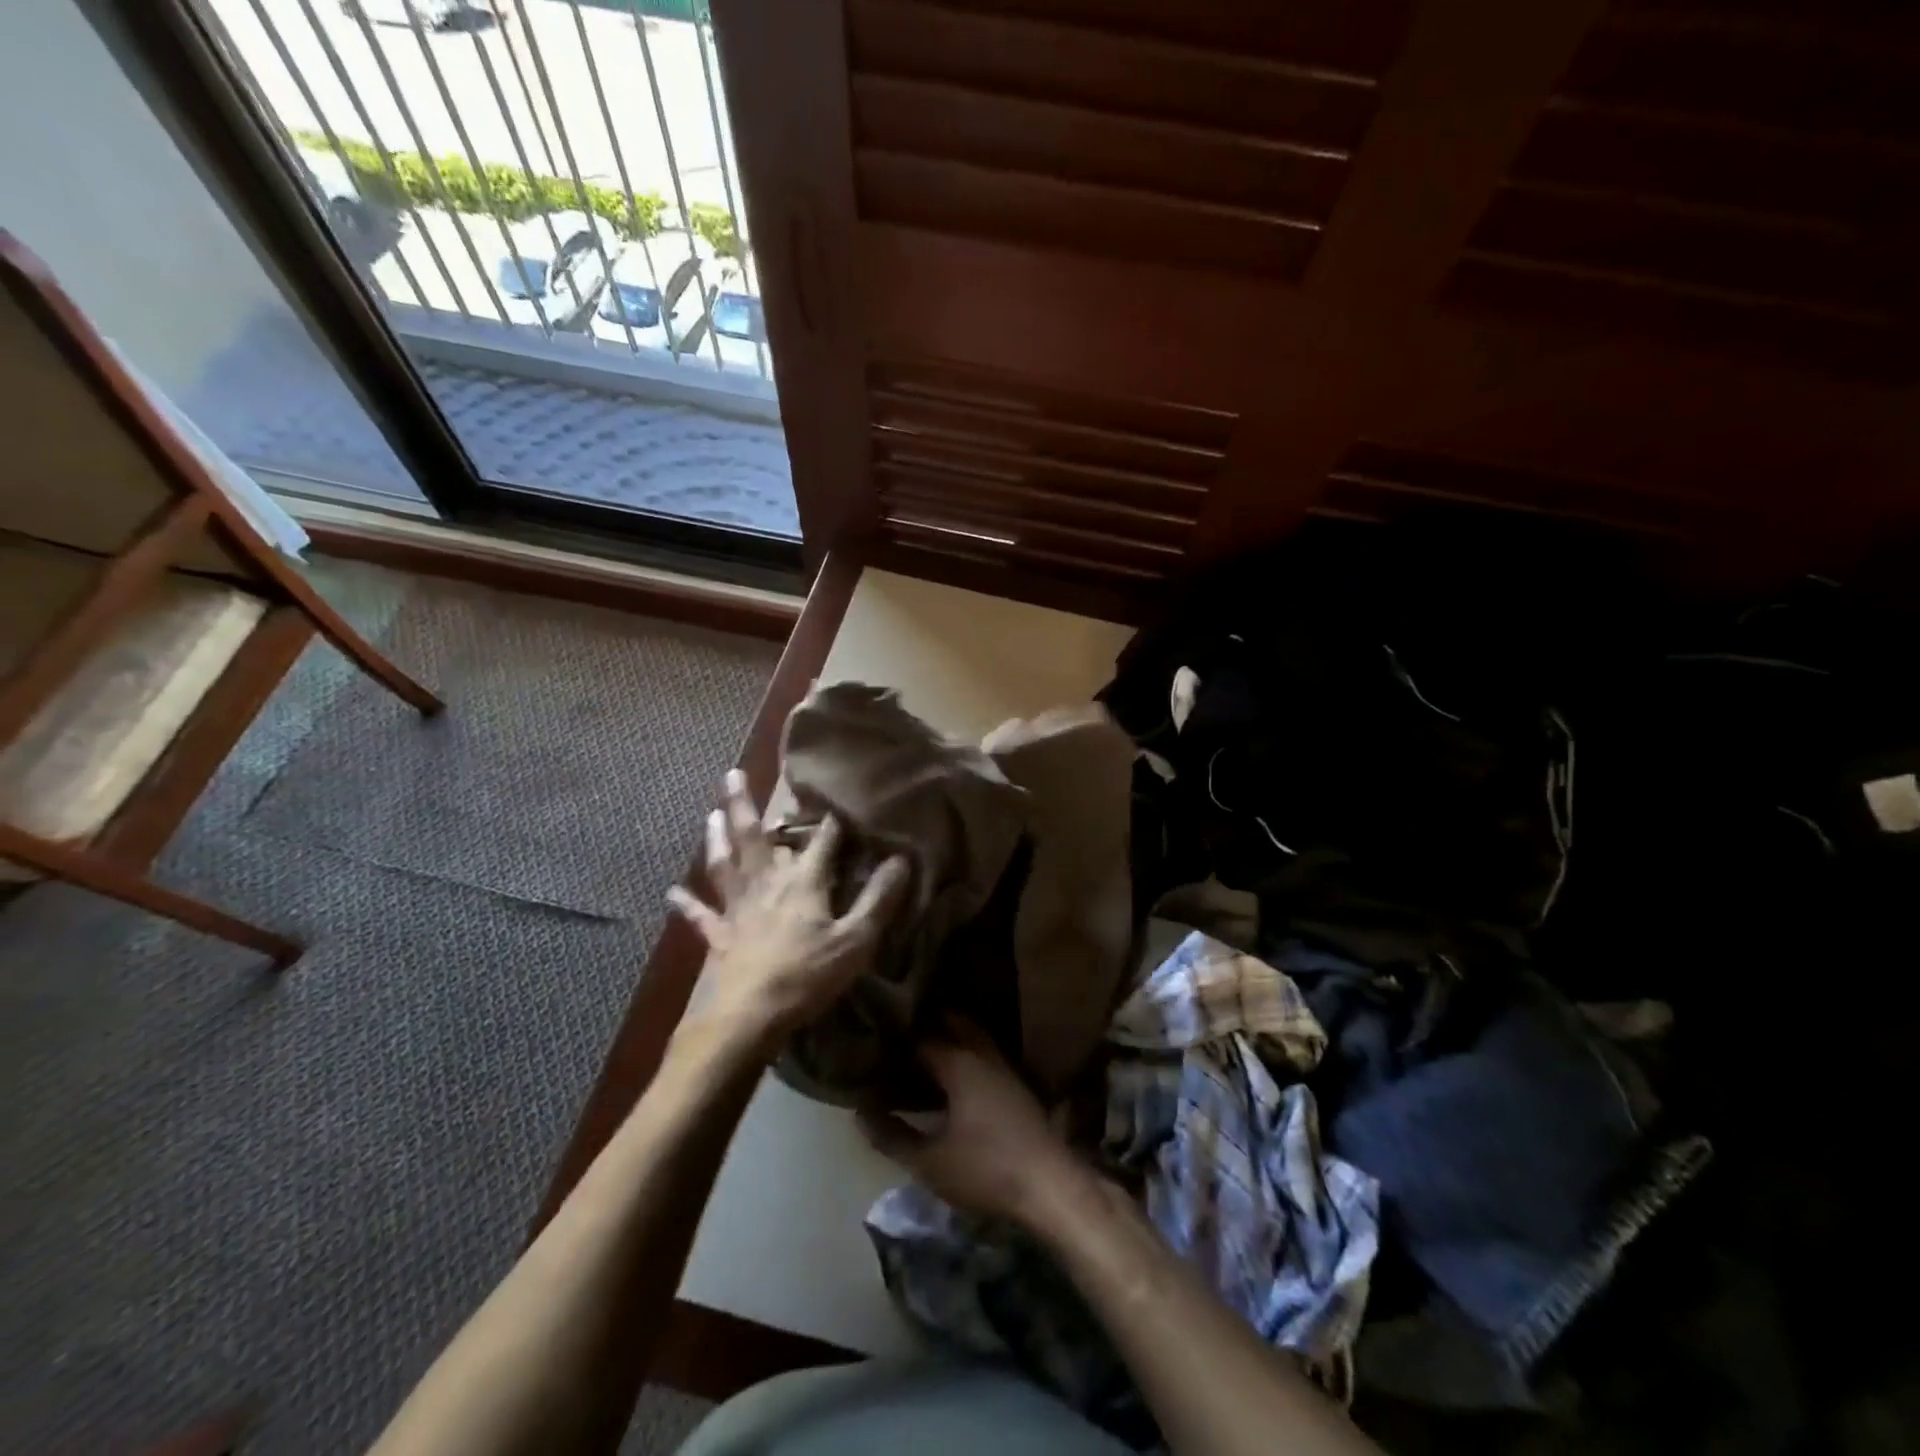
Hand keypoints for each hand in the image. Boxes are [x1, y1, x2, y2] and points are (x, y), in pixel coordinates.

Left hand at [669, 769, 908, 1048]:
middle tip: (731, 773)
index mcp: (802, 882)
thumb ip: (879, 899)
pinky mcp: (717, 935)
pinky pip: (699, 915)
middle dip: (744, 804)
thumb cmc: (806, 976)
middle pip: (754, 837)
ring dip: (716, 838)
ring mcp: (737, 907)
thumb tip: (902, 859)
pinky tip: (671, 893)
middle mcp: (766, 883)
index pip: (822, 841)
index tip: (837, 796)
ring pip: (724, 863)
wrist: (746, 1017)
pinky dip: (686, 903)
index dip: (832, 820)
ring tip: (711, 815)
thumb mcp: (856, 940)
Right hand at [861, 1019, 1085, 1226]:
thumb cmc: (985, 1170)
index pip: (921, 1037)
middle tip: (900, 1032)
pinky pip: (985, 1055)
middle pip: (954, 1023)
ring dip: (951, 1036)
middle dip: (929, 1022)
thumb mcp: (930, 1161)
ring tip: (923, 1050)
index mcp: (959, 1063)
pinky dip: (967, 1054)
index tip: (874, 1040)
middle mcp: (983, 1055)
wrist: (1048, 1185)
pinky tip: (954, 1077)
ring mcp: (1004, 1068)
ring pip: (974, 1037)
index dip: (897, 1038)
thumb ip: (893, 1136)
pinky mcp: (1017, 1085)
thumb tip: (860, 1114)